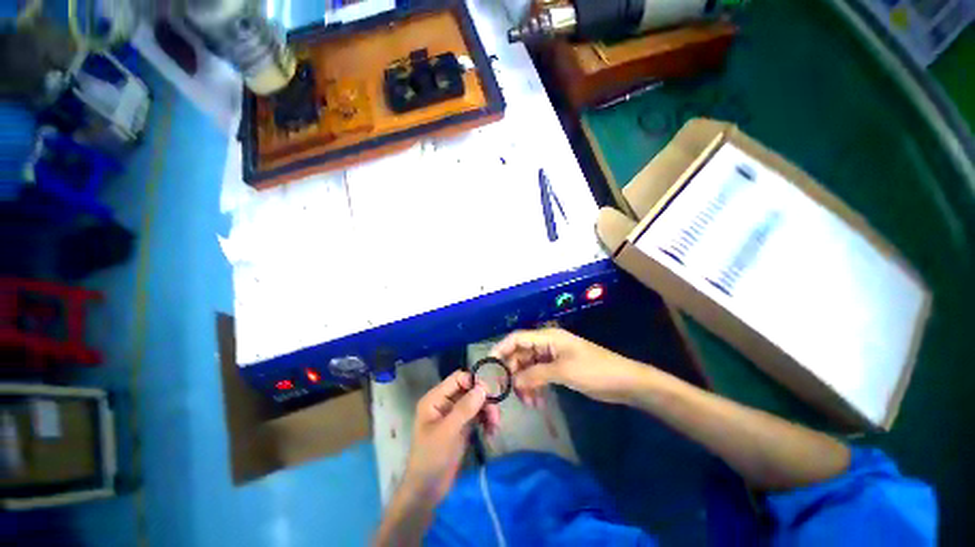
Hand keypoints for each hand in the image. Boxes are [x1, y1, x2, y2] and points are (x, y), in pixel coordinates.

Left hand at [401, 370, 500, 503]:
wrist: (427, 492)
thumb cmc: (431, 458)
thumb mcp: (447, 432)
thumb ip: (465, 408)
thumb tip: (483, 387)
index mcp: (435, 398)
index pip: (458, 378)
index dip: (474, 381)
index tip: (490, 392)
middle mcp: (445, 402)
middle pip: (470, 390)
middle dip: (484, 399)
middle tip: (496, 413)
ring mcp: (455, 414)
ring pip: (476, 402)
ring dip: (488, 411)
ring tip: (495, 426)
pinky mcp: (463, 426)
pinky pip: (478, 415)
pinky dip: (486, 420)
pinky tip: (491, 432)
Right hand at [491, 328, 648, 405]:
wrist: (624, 382)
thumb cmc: (594, 370)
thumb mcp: (563, 371)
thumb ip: (536, 374)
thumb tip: (514, 381)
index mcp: (548, 337)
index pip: (517, 338)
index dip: (502, 348)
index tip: (489, 364)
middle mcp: (547, 344)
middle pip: (521, 354)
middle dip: (513, 372)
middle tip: (508, 392)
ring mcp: (552, 357)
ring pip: (529, 367)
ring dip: (525, 383)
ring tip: (528, 402)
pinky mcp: (558, 369)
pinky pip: (539, 376)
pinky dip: (535, 387)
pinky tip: (536, 402)